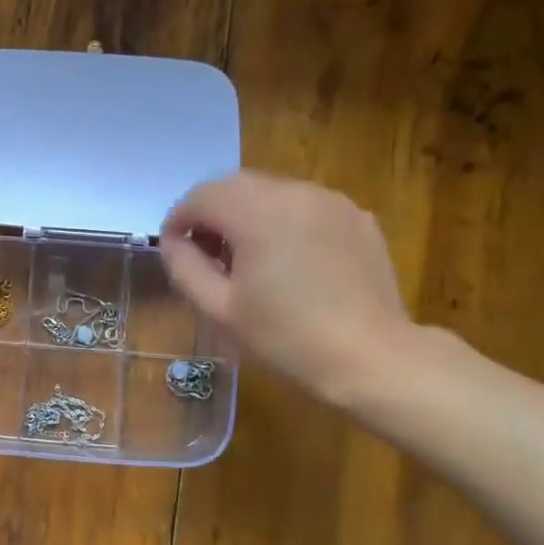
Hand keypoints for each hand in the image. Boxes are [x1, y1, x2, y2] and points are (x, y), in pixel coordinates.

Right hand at [160, 172, 414, 406]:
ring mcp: (331, 201)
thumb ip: (184, 267)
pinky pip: (305, 207)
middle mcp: (294, 192)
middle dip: (211, 213)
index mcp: (257, 212)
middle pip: (235, 186)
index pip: (201, 196)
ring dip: (247, 216)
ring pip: (271, 193)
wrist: (370, 357)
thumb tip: (172, 242)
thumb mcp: (219, 308)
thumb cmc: (285, 337)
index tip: (173, 249)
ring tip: (248, 260)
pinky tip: (290, 263)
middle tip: (206, 255)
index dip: (178, 219)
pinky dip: (284, 222)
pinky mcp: (357, 217)